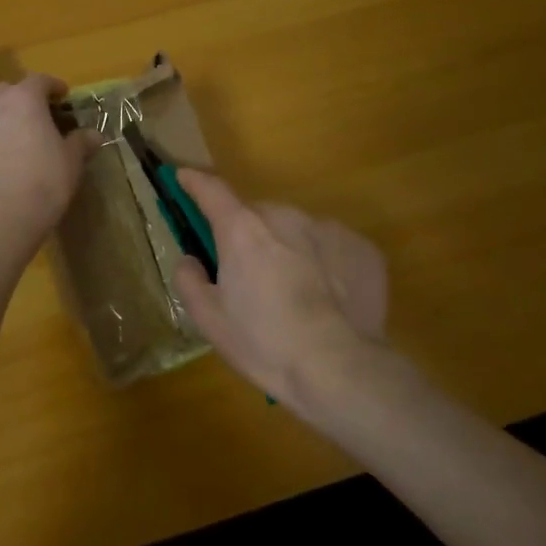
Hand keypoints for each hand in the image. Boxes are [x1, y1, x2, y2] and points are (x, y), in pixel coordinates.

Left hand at [0, 73, 102, 242]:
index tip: (63, 96)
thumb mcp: (72, 161)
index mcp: (24, 100)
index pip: (40, 80)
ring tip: (16, 140)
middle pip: (8, 91)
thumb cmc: (44, 181)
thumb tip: (93, 135)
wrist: (0, 217)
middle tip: (38, 117)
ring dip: (2, 120)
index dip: (53, 86)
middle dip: (23, 99)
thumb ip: (81, 142)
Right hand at [172, 170, 386, 400]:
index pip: (211, 190)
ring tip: (295, 293)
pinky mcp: (361, 247)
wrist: (339, 368)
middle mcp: (284, 216)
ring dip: (287, 248)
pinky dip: (323, 262)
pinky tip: (328, 299)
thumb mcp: (209, 319)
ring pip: (295, 229)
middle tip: (249, 274)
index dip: (194, 182)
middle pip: (256, 215)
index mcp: (241, 229)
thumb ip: (189, 279)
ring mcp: (327, 228)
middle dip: (248, 235)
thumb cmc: (264, 343)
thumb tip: (192, 259)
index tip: (184, 177)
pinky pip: (330, 246)